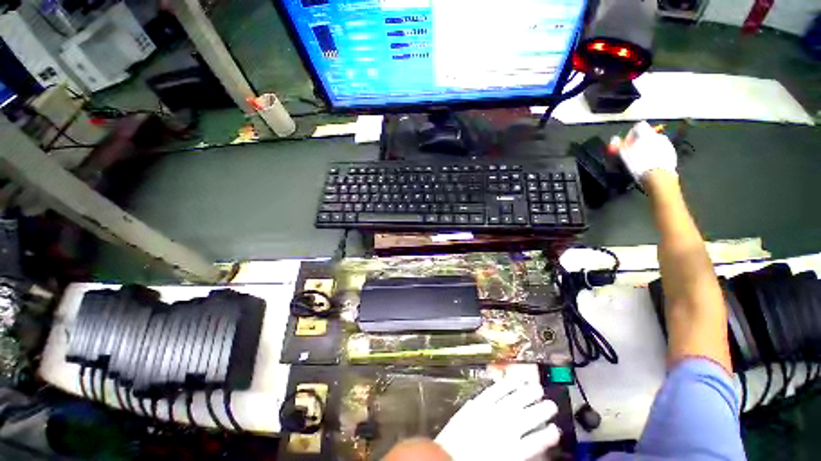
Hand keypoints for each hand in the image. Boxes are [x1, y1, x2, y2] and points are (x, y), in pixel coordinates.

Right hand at [435, 378, 559, 459]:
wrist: (453, 460)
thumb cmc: (453, 442)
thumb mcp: (461, 418)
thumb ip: (472, 409)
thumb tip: (478, 402)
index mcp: (480, 405)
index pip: (498, 389)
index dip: (510, 383)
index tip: (519, 379)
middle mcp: (495, 414)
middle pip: (516, 400)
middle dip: (529, 393)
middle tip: (539, 388)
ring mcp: (507, 432)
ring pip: (528, 417)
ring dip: (541, 410)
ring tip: (551, 405)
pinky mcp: (515, 451)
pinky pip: (534, 441)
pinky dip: (544, 436)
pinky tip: (554, 432)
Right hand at [610, 121, 676, 183]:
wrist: (658, 175)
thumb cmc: (638, 163)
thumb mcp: (624, 155)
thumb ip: (618, 145)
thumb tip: (614, 139)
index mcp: (645, 133)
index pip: (639, 126)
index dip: (632, 134)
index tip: (627, 144)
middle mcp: (657, 135)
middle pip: (648, 135)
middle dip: (641, 142)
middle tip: (634, 153)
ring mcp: (667, 144)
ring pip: (655, 142)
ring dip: (649, 148)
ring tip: (643, 160)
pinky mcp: (672, 153)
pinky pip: (662, 150)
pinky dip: (657, 154)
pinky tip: (651, 164)